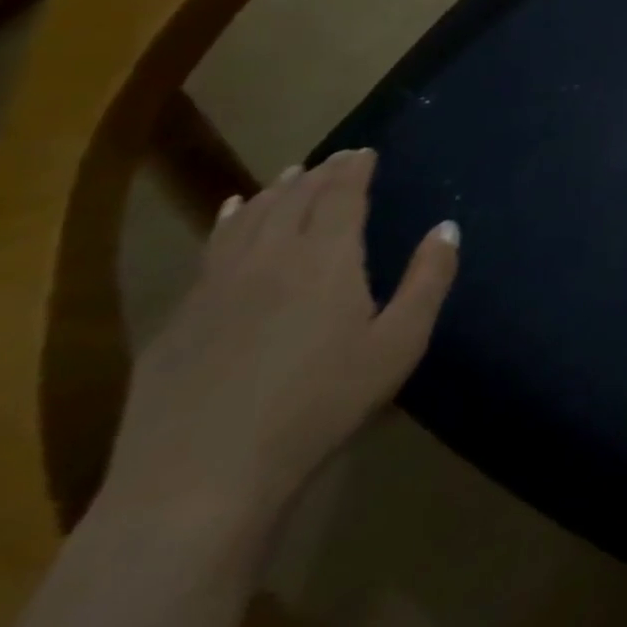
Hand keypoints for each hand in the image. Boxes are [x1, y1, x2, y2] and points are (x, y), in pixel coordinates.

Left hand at [105, 150, 458, 538]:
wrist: (201, 475)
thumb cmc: (321, 405)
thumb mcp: (398, 344)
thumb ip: (427, 280)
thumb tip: (446, 227)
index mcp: (326, 259)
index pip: (341, 196)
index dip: (354, 170)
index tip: (364, 151)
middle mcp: (269, 258)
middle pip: (295, 200)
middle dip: (319, 174)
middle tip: (335, 158)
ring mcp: (216, 286)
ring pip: (249, 220)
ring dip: (274, 192)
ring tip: (289, 175)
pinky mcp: (180, 318)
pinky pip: (211, 249)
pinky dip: (229, 221)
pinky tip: (231, 216)